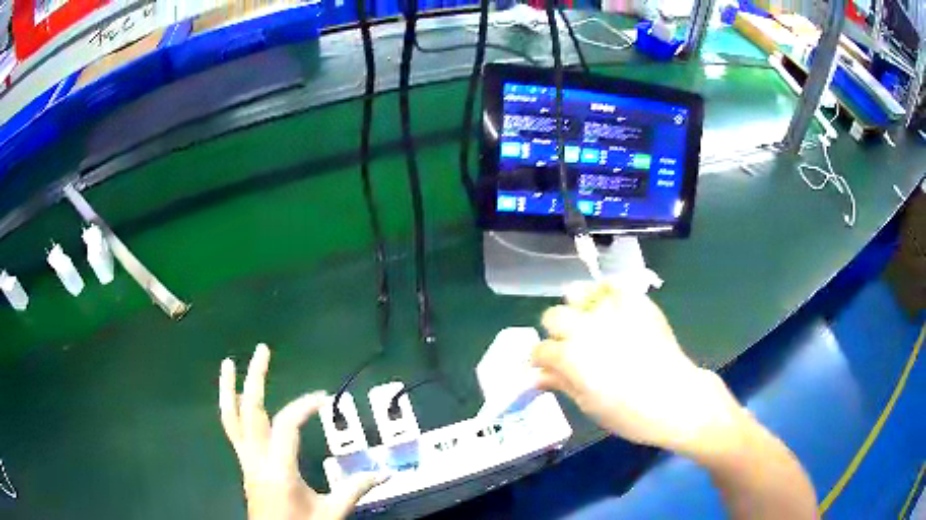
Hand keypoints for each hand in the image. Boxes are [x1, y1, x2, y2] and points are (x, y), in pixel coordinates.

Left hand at [219, 344, 381, 519]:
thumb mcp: (331, 512)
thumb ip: (354, 490)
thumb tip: (385, 473)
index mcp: (278, 469)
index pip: (287, 425)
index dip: (305, 406)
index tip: (325, 398)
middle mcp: (256, 460)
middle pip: (250, 412)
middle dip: (255, 379)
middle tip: (262, 350)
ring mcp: (245, 461)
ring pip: (231, 420)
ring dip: (229, 389)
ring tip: (229, 364)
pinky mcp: (244, 465)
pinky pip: (233, 431)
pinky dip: (232, 409)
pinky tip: (235, 399)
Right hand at [531, 282, 744, 459]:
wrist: (676, 399)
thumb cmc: (629, 413)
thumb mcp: (588, 405)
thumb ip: (561, 383)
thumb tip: (537, 376)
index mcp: (570, 357)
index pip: (540, 351)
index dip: (542, 361)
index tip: (549, 368)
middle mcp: (585, 328)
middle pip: (552, 316)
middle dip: (556, 332)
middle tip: (571, 346)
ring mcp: (611, 310)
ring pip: (577, 292)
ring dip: (577, 307)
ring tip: (590, 321)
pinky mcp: (635, 301)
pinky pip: (612, 285)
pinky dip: (607, 294)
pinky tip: (613, 310)